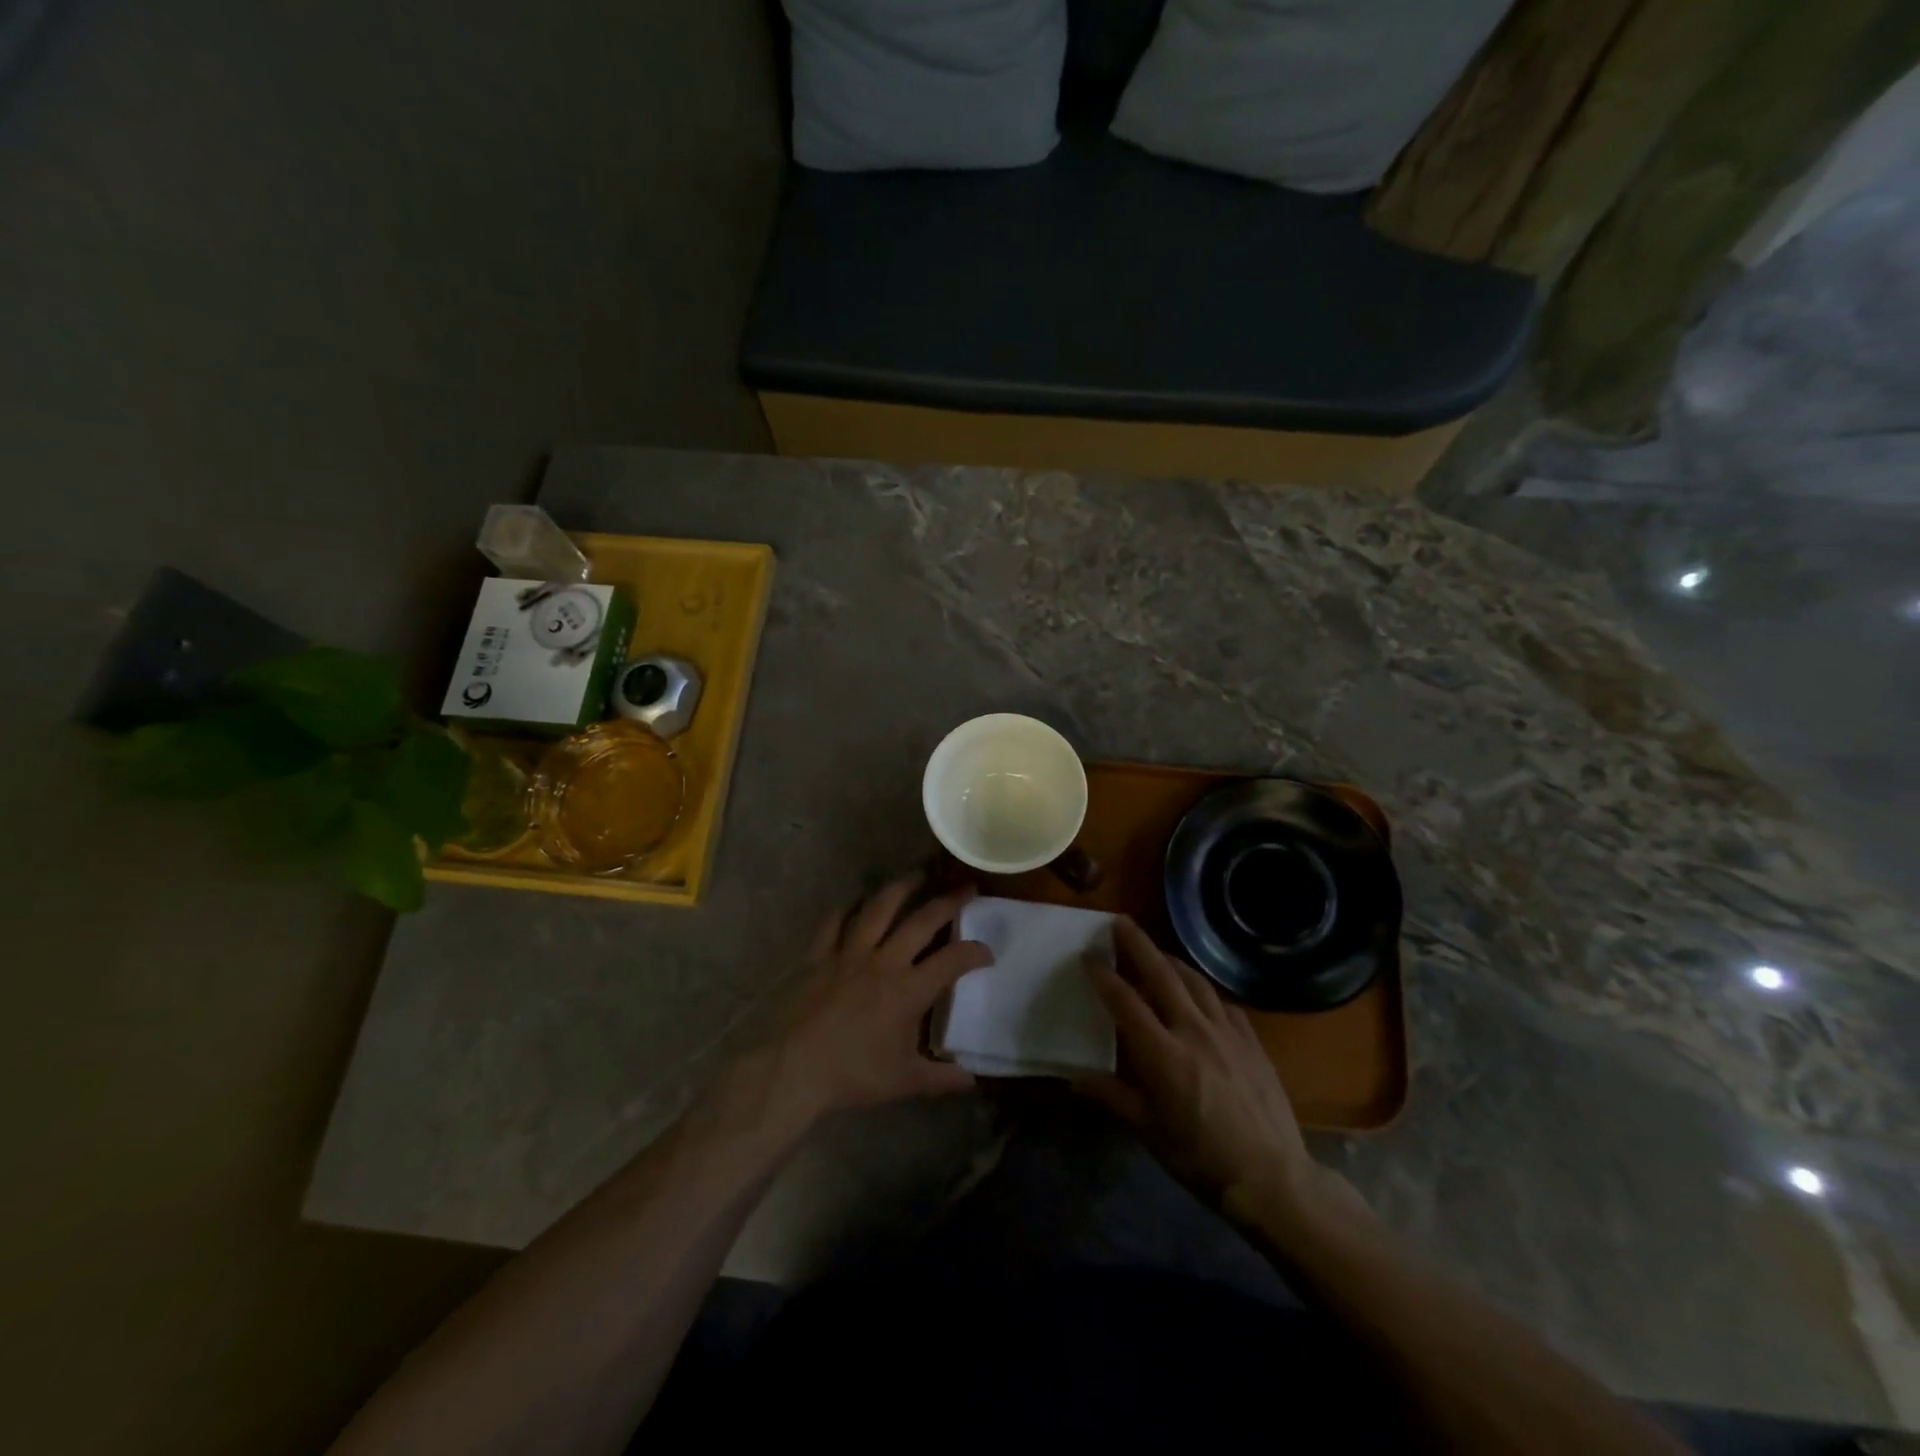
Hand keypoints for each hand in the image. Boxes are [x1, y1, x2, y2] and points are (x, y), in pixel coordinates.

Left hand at [761, 874, 992, 1123]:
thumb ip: (941, 1079)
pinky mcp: (819, 955)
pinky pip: (834, 922)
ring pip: (879, 908)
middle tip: (965, 888)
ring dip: (901, 888)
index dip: (975, 952)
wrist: (793, 1070)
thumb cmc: (852, 1075)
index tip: (987, 952)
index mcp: (908, 990)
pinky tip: (855, 901)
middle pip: (922, 921)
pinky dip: (846, 908)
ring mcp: (848, 953)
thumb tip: (972, 1080)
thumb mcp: (903, 1082)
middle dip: (948, 902)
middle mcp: (883, 961)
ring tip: (916, 875)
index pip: (952, 961)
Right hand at [1077, 919, 1367, 1234]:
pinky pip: (1223, 1003)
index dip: (1104, 976)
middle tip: (1120, 922)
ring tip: (1156, 950)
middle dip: (1138, 945)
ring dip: (1171, 960)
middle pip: (1162, 975)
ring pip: (1195, 981)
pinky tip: (1200, 994)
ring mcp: (1227, 1032)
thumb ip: (1112, 1096)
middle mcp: (1194, 1031)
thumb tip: (1074, 1076)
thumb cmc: (1201, 1158)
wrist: (1272, 1177)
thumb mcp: (1149, 1131)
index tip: (1088, 956)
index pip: (1126, 1002)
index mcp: (1163, 1054)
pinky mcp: (1252, 1041)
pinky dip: (1204, 990)